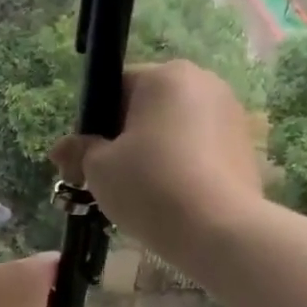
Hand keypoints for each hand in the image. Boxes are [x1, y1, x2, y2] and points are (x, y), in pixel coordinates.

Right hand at [51, 61, 262, 266]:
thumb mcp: (99, 169)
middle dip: (128, 139)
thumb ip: (80, 151)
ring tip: (143, 195)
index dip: (96, 124)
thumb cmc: (150, 187)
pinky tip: (173, 201)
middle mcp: (204, 83)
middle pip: (150, 108)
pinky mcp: (246, 147)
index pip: (117, 87)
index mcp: (165, 76)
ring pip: (177, 131)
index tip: (89, 159)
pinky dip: (183, 169)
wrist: (219, 230)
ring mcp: (231, 114)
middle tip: (111, 180)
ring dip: (156, 154)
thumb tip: (61, 149)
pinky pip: (201, 152)